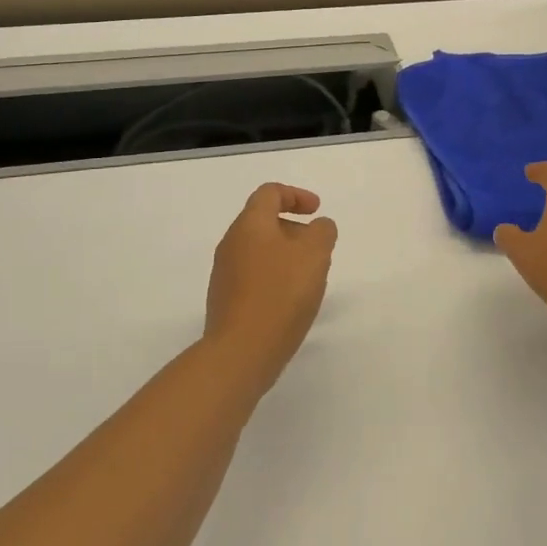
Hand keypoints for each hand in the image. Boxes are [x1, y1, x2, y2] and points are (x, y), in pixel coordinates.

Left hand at [204, 183, 337, 389]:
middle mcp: (231, 244)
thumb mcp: (315, 254)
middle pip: (263, 222)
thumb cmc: (281, 293)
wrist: (241, 352)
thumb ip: (322, 232)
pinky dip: (274, 277)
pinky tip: (290, 301)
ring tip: (308, 278)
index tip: (317, 211)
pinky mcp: (225, 301)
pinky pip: (253, 277)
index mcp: (249, 225)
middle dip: (293, 229)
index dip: (296, 196)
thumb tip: (318, 226)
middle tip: (317, 249)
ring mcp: (224, 274)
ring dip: (285, 255)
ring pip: (258, 251)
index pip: (269, 193)